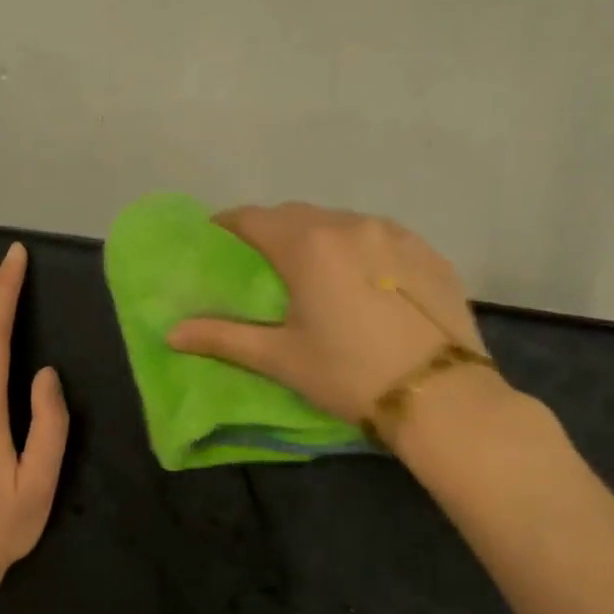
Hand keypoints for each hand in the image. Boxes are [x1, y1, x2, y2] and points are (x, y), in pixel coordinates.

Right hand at [166, 204, 504, 440]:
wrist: (443, 397)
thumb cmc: (349, 374)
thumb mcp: (280, 358)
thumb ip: (222, 337)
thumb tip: (170, 333)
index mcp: (309, 245)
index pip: (254, 218)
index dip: (228, 225)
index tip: (214, 240)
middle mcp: (351, 225)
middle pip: (297, 216)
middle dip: (272, 231)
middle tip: (260, 262)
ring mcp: (395, 234)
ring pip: (341, 223)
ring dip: (318, 237)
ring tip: (312, 271)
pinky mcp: (428, 252)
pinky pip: (379, 237)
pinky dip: (359, 249)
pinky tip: (362, 281)